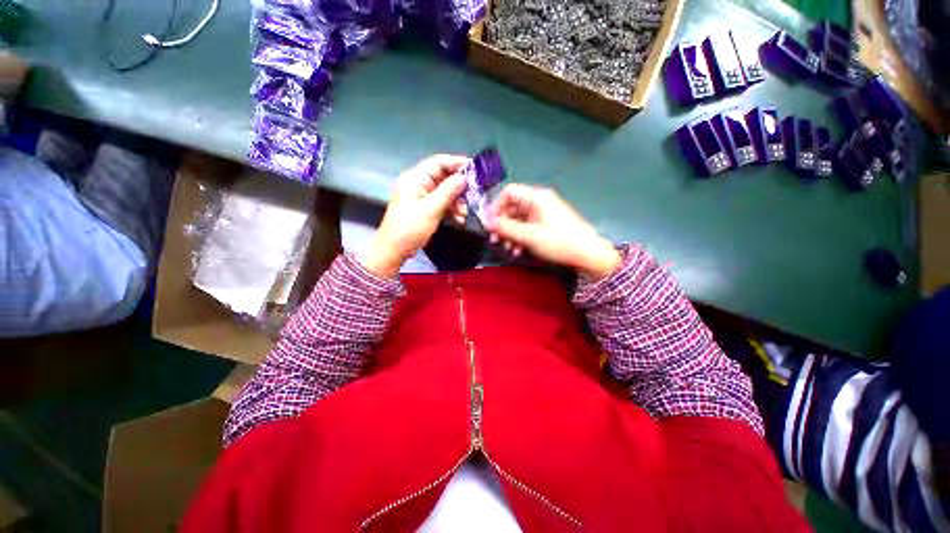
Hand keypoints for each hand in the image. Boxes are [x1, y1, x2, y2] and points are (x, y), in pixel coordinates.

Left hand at [359, 155, 469, 277]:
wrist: (394, 250)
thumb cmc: (409, 228)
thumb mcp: (430, 209)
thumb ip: (448, 192)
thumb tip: (464, 178)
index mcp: (415, 178)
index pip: (439, 162)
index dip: (457, 163)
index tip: (475, 170)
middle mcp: (419, 184)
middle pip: (444, 178)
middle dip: (459, 188)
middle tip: (473, 196)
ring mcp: (423, 197)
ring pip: (446, 192)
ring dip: (457, 202)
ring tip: (464, 214)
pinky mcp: (426, 209)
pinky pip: (443, 204)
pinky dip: (452, 210)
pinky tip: (459, 219)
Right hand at [485, 184, 620, 279]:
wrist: (588, 255)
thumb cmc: (559, 242)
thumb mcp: (529, 236)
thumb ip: (506, 228)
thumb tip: (487, 223)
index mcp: (535, 198)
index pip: (508, 193)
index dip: (496, 207)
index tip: (489, 224)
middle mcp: (538, 202)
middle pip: (512, 207)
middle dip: (502, 224)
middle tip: (495, 240)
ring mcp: (543, 214)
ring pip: (518, 220)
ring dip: (510, 234)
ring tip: (508, 248)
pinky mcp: (546, 225)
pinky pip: (527, 227)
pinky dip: (520, 238)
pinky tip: (518, 251)